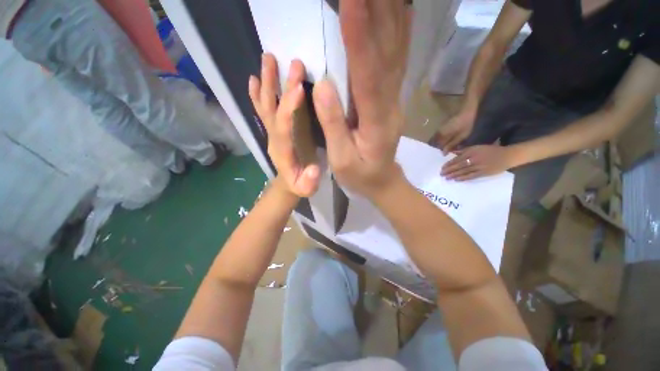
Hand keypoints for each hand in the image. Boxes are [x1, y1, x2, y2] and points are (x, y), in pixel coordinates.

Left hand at [249, 54, 319, 196]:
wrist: (288, 183)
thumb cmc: (298, 185)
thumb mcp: (306, 188)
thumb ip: (308, 182)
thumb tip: (314, 170)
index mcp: (282, 150)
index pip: (283, 125)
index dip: (289, 108)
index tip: (298, 88)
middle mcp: (273, 137)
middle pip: (271, 109)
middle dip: (278, 85)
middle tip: (286, 61)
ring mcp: (272, 131)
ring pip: (265, 104)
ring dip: (265, 81)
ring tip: (267, 57)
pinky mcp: (275, 129)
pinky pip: (263, 109)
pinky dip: (257, 93)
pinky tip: (254, 78)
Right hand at [311, 0, 411, 195]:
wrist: (383, 180)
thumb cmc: (360, 175)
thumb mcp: (342, 160)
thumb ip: (334, 126)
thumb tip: (323, 85)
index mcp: (375, 123)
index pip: (368, 75)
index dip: (360, 37)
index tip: (351, 1)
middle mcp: (390, 104)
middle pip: (387, 53)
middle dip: (378, 12)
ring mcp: (394, 99)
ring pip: (395, 51)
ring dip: (390, 15)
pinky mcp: (391, 98)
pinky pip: (396, 60)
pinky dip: (398, 30)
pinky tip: (396, 11)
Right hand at [433, 110, 475, 153]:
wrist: (469, 110)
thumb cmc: (467, 124)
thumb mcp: (461, 136)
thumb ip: (451, 144)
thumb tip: (443, 153)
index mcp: (442, 135)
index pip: (439, 146)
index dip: (443, 151)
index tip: (447, 155)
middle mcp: (439, 132)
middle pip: (438, 143)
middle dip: (442, 147)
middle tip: (449, 151)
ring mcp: (441, 128)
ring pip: (439, 139)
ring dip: (443, 143)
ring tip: (450, 146)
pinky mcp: (444, 126)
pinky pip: (442, 135)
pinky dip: (445, 139)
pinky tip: (451, 140)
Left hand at [441, 145, 513, 180]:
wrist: (507, 156)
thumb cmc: (490, 150)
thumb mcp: (477, 147)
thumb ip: (464, 150)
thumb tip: (452, 153)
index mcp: (472, 152)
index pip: (457, 159)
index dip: (449, 164)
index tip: (442, 168)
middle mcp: (474, 159)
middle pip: (459, 166)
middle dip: (449, 170)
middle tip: (441, 174)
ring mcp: (479, 166)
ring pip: (463, 172)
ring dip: (454, 175)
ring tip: (446, 178)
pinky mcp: (484, 173)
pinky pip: (471, 176)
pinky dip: (463, 178)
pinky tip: (456, 180)